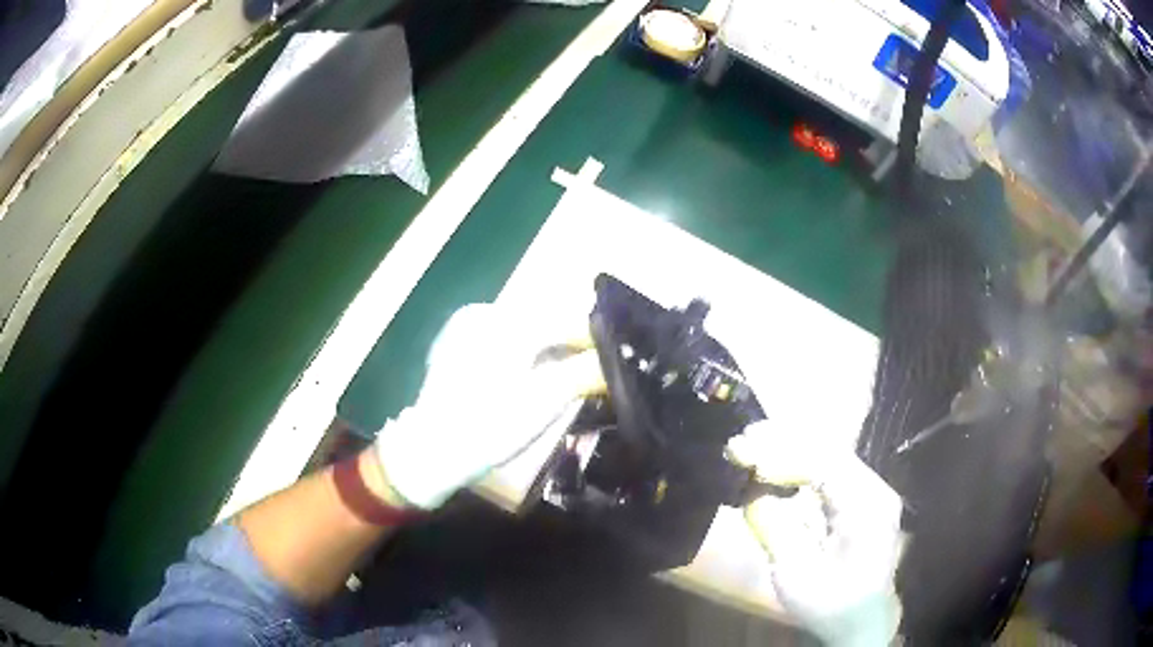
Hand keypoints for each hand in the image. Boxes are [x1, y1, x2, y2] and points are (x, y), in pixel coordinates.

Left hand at [374, 303, 604, 509]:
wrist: (429, 451)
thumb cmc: (490, 425)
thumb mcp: (545, 401)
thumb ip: (586, 372)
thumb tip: (618, 358)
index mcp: (509, 321)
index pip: (568, 320)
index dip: (597, 340)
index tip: (617, 361)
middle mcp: (487, 313)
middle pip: (546, 324)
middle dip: (572, 346)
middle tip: (594, 373)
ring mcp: (466, 328)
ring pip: (524, 333)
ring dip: (548, 351)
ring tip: (566, 378)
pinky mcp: (455, 346)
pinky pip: (502, 342)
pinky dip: (522, 355)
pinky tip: (528, 379)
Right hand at [727, 421, 904, 646]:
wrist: (861, 621)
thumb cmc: (829, 603)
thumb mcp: (796, 574)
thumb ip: (774, 527)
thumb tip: (750, 488)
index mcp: (866, 507)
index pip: (824, 463)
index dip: (782, 456)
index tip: (744, 457)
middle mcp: (874, 489)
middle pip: (828, 451)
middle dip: (783, 444)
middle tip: (741, 442)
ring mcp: (871, 492)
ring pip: (829, 456)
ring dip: (789, 450)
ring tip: (751, 446)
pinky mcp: (861, 499)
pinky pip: (830, 471)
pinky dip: (799, 465)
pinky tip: (774, 466)